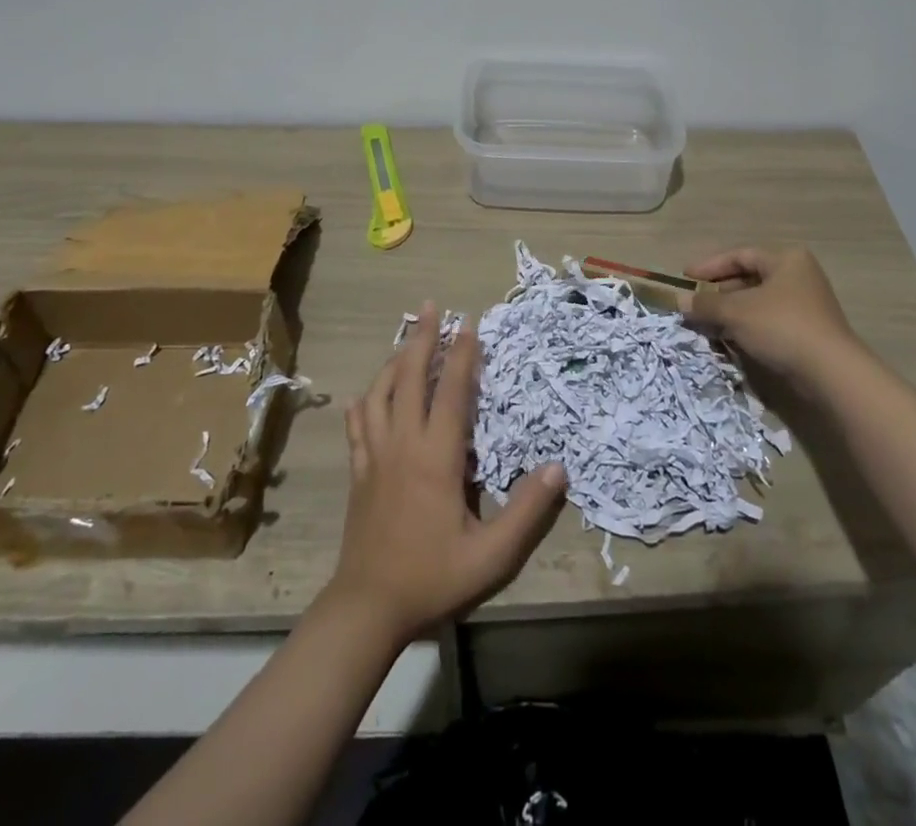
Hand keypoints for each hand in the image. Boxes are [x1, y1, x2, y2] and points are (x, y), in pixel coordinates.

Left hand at [327, 303, 566, 646]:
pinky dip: (365, 402)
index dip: (462, 356)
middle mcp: (402, 445)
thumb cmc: (432, 577)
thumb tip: (558, 468)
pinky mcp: (358, 472)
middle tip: (431, 307)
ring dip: (394, 362)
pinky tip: (367, 396)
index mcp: (435, 458)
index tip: (469, 324)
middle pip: (410, 378)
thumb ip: (526, 511)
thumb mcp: (491, 554)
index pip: (451, 393)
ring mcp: (374, 456)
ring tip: (407, 341)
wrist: (367, 608)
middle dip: (422, 338)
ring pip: (379, 394)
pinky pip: (357, 425)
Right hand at [686, 246, 861, 391]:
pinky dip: (747, 326)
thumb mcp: (737, 312)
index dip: (709, 266)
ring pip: (758, 302)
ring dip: (731, 311)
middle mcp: (799, 276)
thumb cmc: (782, 327)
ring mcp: (806, 305)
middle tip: (694, 303)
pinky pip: (769, 321)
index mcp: (786, 260)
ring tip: (705, 322)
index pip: (740, 255)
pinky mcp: (808, 331)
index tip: (685, 278)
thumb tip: (679, 301)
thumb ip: (706, 304)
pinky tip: (729, 338)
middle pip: (749, 278)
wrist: (831, 373)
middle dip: (719, 291)